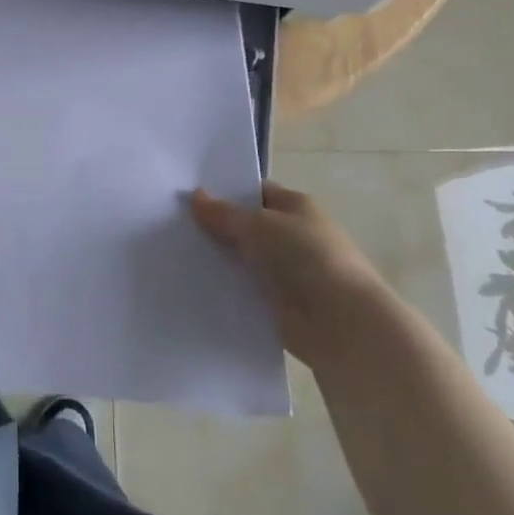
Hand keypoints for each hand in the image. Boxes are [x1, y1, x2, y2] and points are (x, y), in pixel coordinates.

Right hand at [191, 182, 393, 365]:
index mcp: (295, 207)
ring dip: (218, 260)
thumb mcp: (258, 225)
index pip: (256, 192)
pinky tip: (194, 285)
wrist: (339, 321)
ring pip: (242, 259)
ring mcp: (286, 271)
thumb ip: (224, 213)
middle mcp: (292, 235)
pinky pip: (244, 289)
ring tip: (174, 254)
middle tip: (174, 225)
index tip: (188, 195)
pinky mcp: (278, 303)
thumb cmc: (304, 257)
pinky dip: (225, 288)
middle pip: (247, 227)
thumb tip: (196, 196)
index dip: (225, 192)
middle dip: (216, 227)